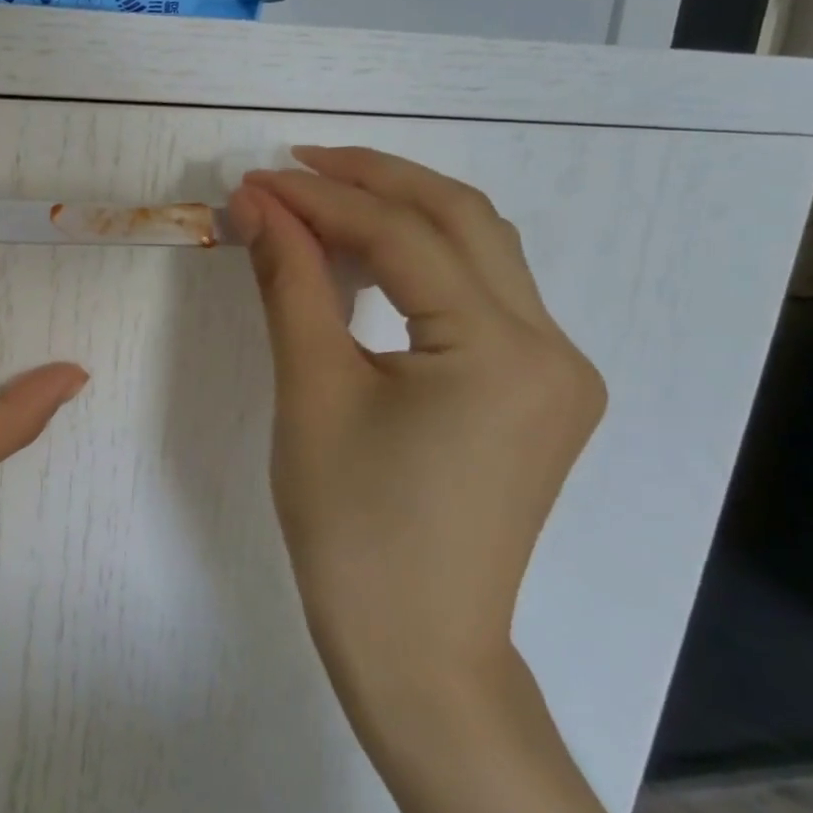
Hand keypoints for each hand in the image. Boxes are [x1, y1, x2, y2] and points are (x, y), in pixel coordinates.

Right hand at [228, 148, 605, 710]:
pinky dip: (423, 262)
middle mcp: (553, 347)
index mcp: (502, 351)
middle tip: (295, 165)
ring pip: (481, 251)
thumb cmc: (352, 527)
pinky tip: (369, 260)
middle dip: (374, 180)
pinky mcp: (538, 392)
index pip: (405, 236)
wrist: (415, 646)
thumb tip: (258, 203)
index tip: (256, 180)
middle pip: (463, 220)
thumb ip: (291, 282)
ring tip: (323, 200)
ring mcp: (556, 371)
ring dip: (402, 214)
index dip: (322, 198)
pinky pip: (482, 296)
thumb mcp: (311, 392)